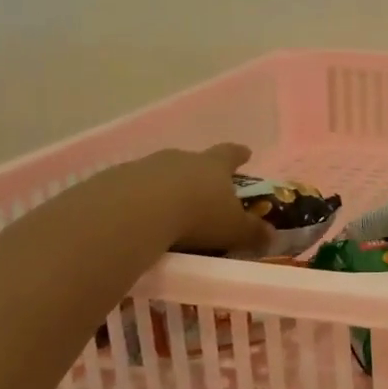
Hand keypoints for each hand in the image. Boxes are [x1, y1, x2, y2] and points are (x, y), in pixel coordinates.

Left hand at [120, 143, 272, 256]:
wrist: (135, 211)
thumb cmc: (196, 216)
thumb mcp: (232, 229)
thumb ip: (252, 232)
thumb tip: (271, 235)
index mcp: (213, 165)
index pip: (230, 154)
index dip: (238, 155)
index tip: (245, 153)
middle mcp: (181, 158)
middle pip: (194, 161)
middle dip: (198, 174)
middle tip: (202, 190)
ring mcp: (146, 166)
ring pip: (161, 173)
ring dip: (165, 187)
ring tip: (166, 210)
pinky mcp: (116, 180)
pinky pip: (132, 188)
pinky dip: (138, 200)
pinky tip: (137, 219)